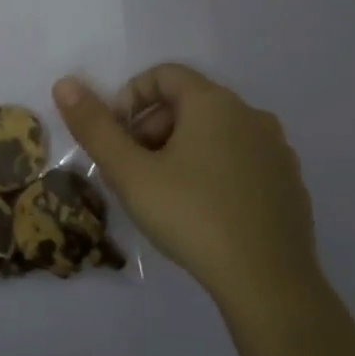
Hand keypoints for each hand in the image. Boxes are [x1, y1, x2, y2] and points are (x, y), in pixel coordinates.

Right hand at [53, 64, 319, 298]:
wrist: (268, 281)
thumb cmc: (191, 216)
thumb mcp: (130, 173)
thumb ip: (95, 127)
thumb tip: (65, 84)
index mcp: (214, 103)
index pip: (164, 75)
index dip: (130, 98)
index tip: (114, 136)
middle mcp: (251, 115)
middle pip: (189, 104)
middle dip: (151, 130)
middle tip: (132, 171)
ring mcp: (276, 150)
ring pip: (215, 134)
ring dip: (180, 151)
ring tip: (162, 194)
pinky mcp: (289, 184)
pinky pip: (241, 161)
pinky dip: (213, 172)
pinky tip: (202, 212)